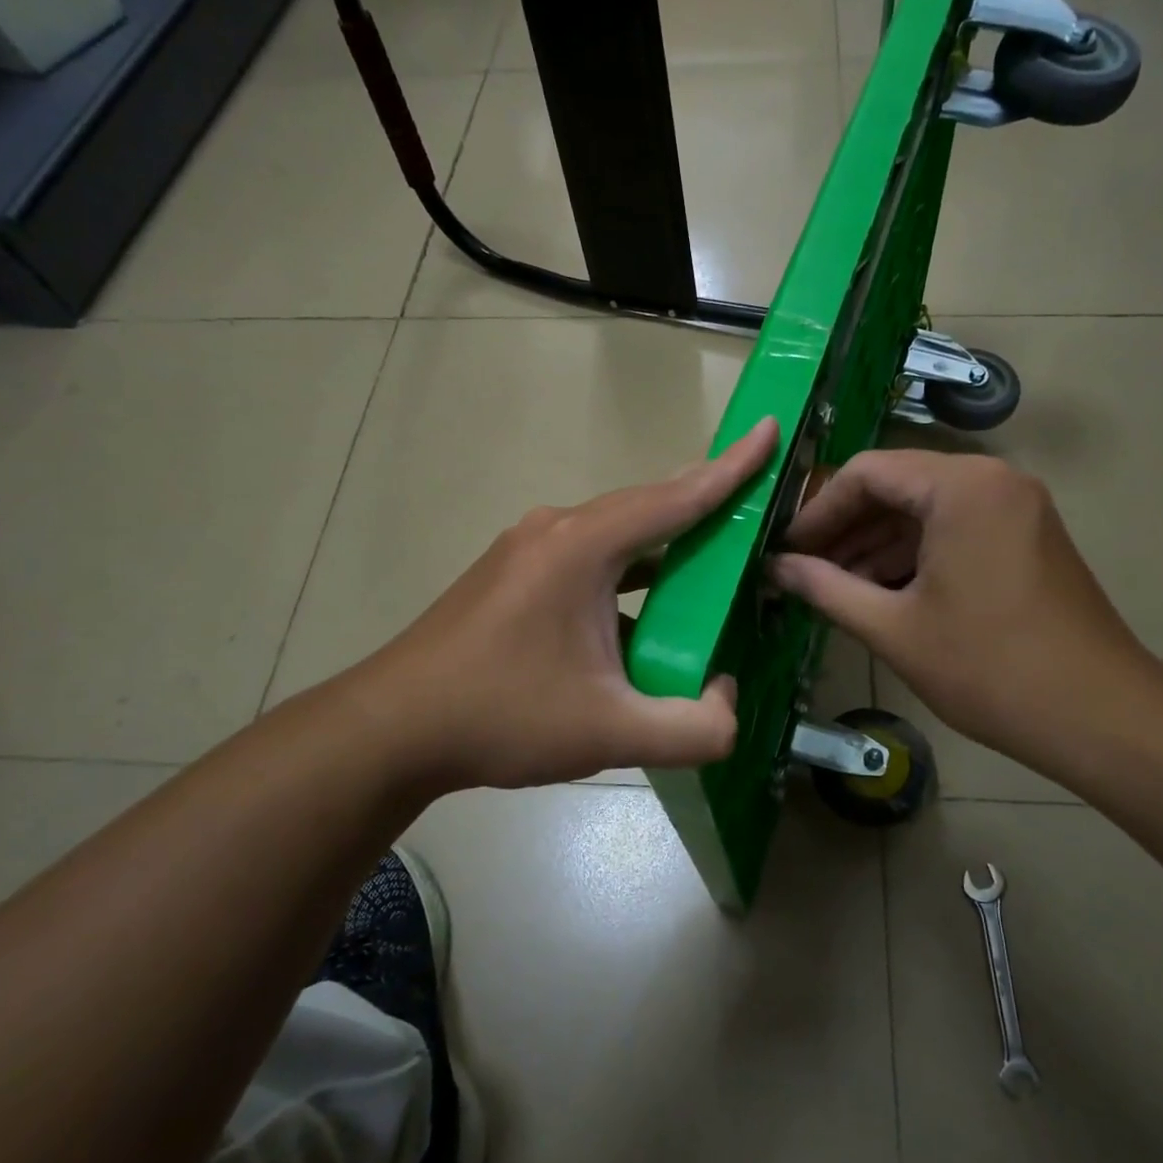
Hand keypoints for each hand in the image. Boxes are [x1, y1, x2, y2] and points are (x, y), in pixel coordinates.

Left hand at [341, 418, 779, 795]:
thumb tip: (729, 703)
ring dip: (664, 548)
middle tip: (756, 509)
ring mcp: (527, 549)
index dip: (731, 467)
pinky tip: (646, 611)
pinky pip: (588, 559)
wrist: (392, 728)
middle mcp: (555, 529)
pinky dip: (628, 573)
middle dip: (704, 504)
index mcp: (582, 546)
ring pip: (616, 535)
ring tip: (712, 563)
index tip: (770, 428)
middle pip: (647, 508)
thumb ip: (693, 728)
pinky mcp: (512, 574)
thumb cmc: (501, 717)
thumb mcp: (609, 733)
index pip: (675, 497)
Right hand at [771, 449, 1162, 774]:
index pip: (866, 472)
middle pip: (897, 485)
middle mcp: (992, 479)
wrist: (1099, 716)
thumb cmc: (988, 669)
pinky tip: (879, 590)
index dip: (818, 510)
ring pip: (925, 509)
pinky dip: (913, 554)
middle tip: (803, 568)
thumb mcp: (893, 628)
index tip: (786, 548)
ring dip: (876, 543)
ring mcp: (1015, 506)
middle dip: (846, 527)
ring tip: (833, 585)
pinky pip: (954, 528)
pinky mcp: (1026, 535)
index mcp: (960, 487)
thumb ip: (825, 588)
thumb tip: (776, 568)